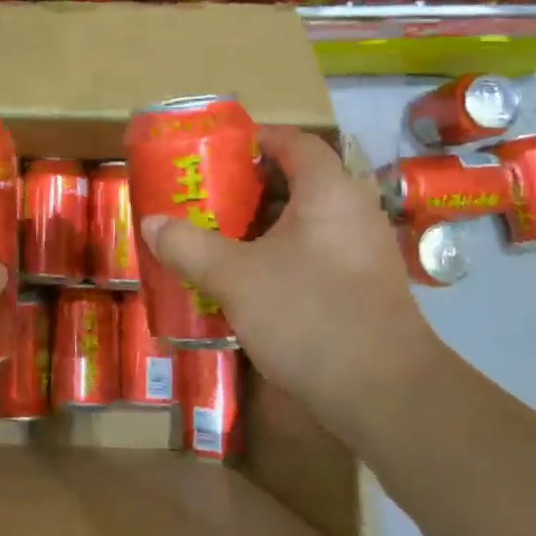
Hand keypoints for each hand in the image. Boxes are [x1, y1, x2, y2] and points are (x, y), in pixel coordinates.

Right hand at [139, 127, 442, 439]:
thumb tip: (150, 223)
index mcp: (328, 191)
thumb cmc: (309, 314)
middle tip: (206, 200)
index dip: (255, 140)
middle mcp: (353, 210)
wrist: (386, 395)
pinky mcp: (364, 286)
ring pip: (306, 221)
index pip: (294, 142)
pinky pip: (317, 252)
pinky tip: (250, 280)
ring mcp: (363, 250)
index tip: (216, 153)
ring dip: (263, 226)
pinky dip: (282, 254)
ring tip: (219, 238)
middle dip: (248, 188)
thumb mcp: (235, 278)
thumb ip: (189, 246)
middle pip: (298, 181)